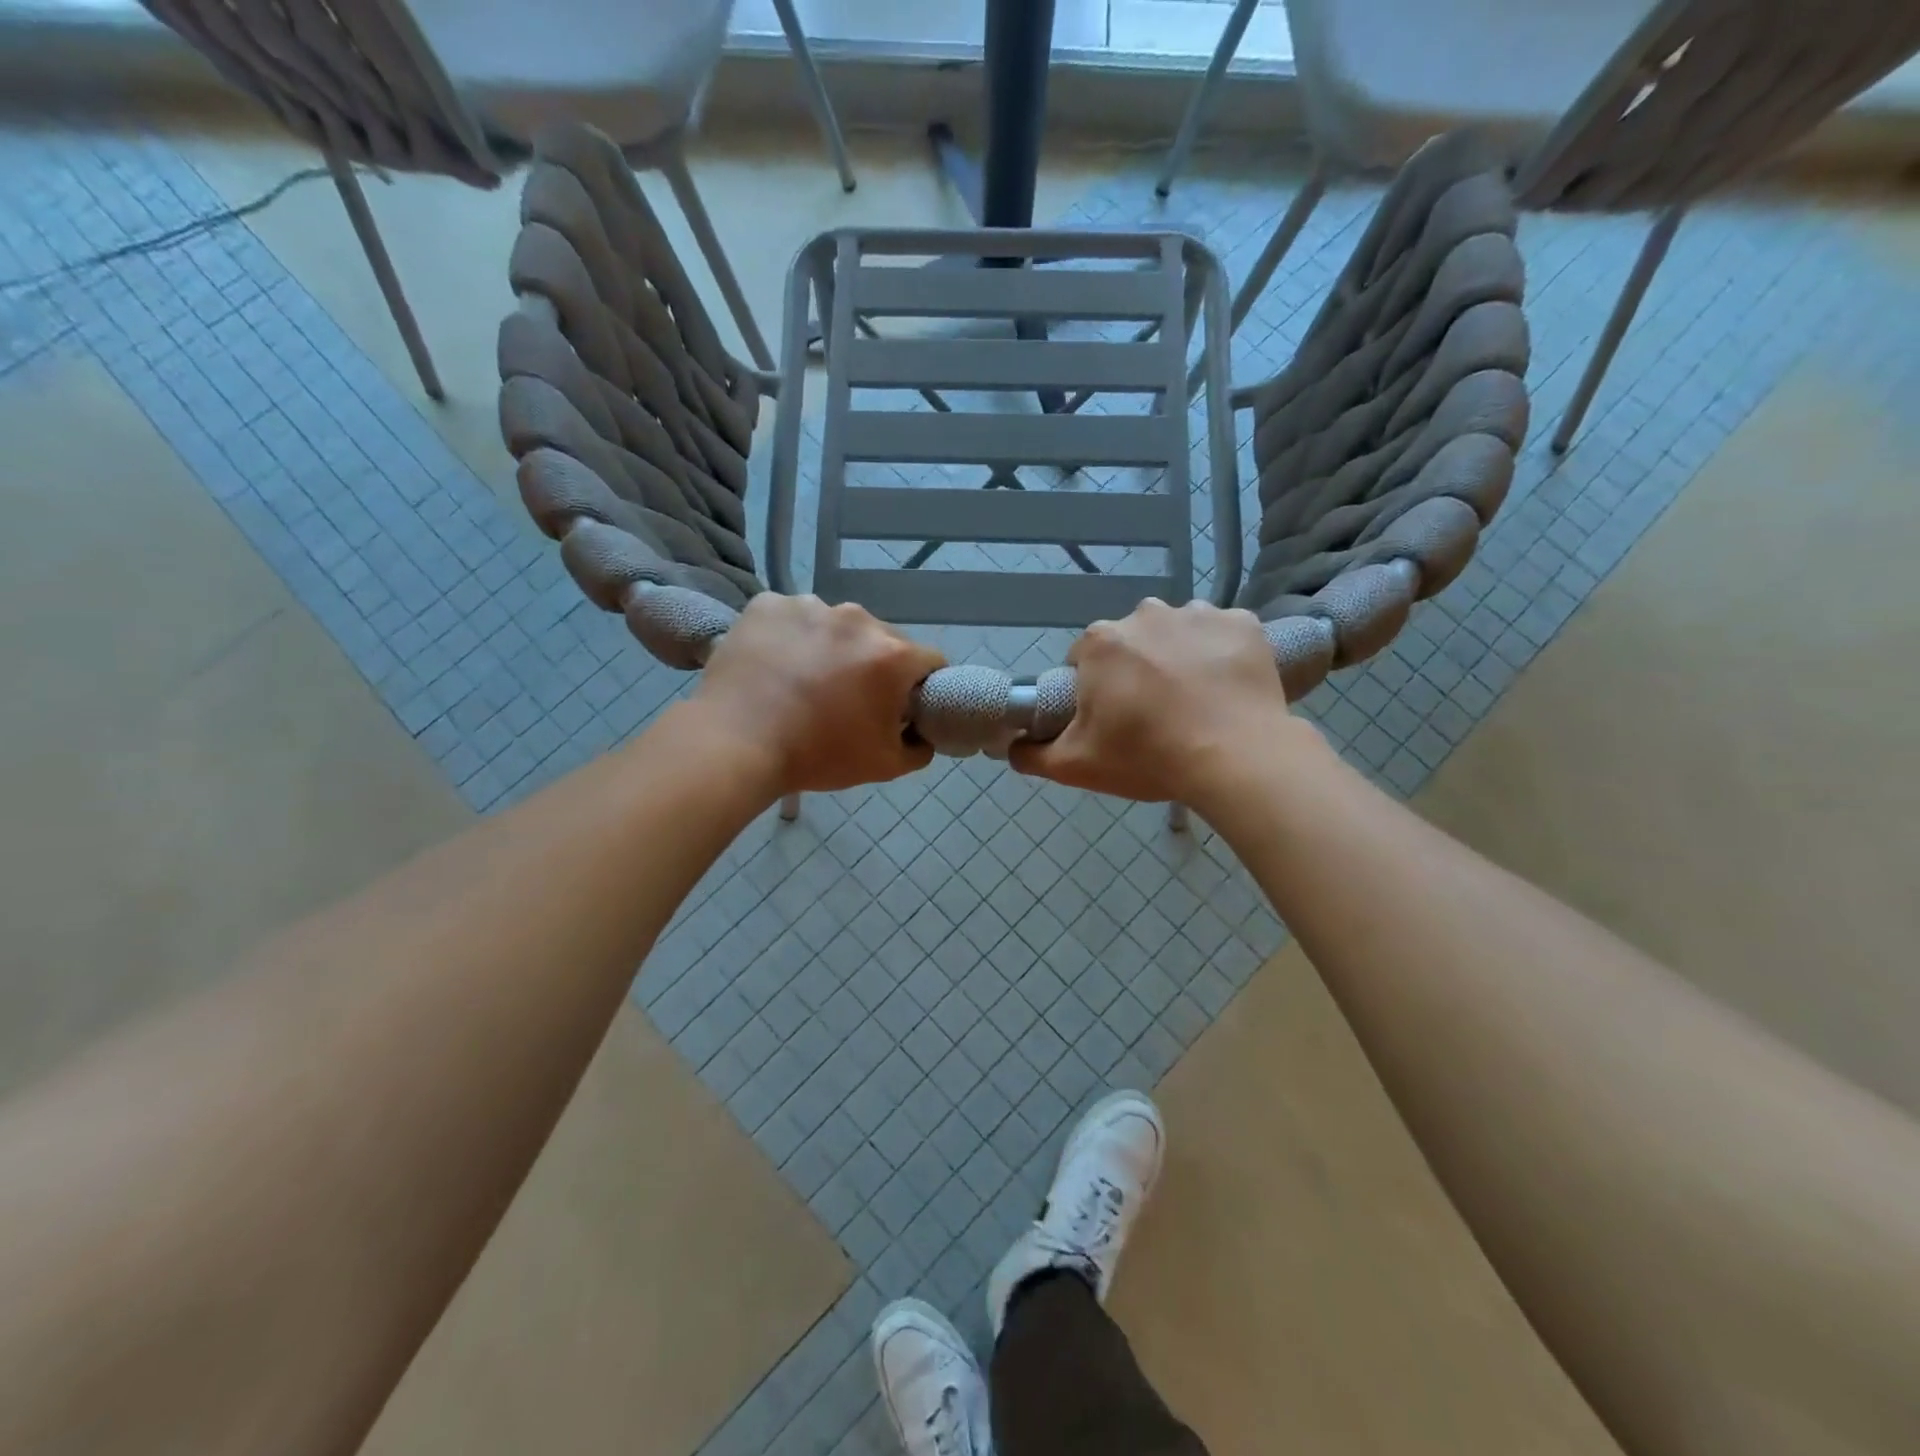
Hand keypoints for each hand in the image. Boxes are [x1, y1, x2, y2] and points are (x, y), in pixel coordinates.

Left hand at [692, 593, 945, 796]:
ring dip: (831, 647)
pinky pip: (792, 618)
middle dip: (873, 665)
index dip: (922, 686)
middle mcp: (857, 618)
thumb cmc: (818, 755)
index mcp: (892, 654)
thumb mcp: (885, 767)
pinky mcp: (768, 604)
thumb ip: (919, 748)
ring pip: (835, 626)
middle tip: (847, 699)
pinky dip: (790, 636)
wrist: (735, 745)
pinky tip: (776, 665)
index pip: (930, 661)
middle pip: (881, 640)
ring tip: (804, 681)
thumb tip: (921, 733)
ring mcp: (809, 606)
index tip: (902, 706)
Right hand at [1010, 599, 1316, 811]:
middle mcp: (1145, 613)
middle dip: (1135, 671)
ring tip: (1194, 702)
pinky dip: (1221, 654)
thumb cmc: (1148, 757)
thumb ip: (1032, 754)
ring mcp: (1198, 613)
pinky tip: (1226, 688)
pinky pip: (1222, 634)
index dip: (1093, 691)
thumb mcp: (1075, 766)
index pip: (1083, 661)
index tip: (1111, 719)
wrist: (1236, 757)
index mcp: (1100, 642)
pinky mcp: (1243, 623)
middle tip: (1153, 715)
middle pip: (1130, 643)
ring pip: (1176, 634)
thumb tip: (1010, 745)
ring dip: (1178, 657)